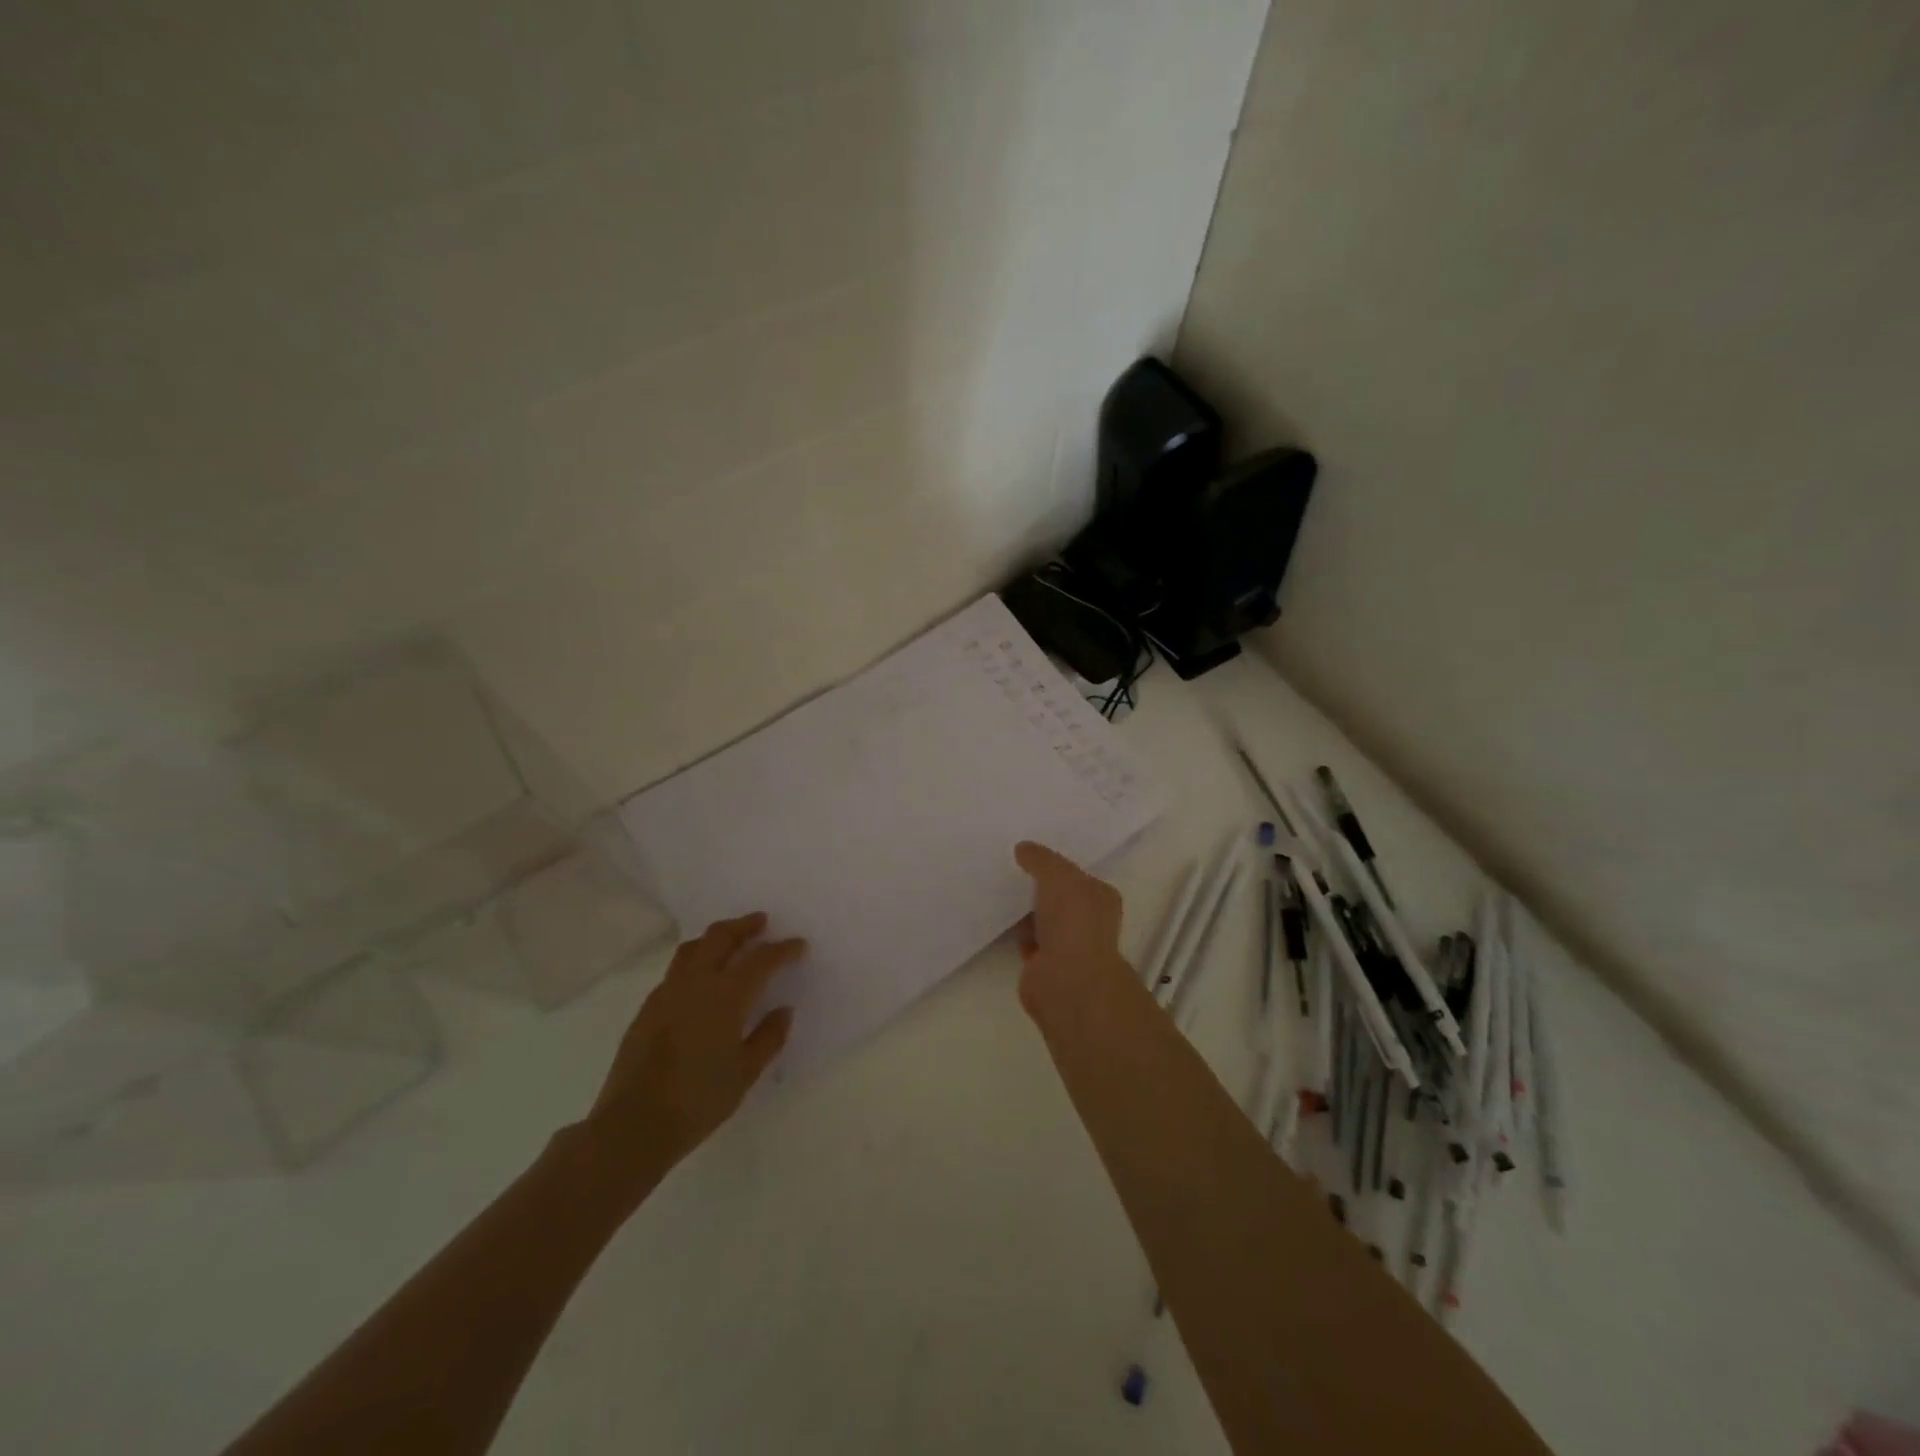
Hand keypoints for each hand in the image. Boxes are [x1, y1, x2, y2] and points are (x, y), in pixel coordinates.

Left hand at [582, 913, 802, 1184]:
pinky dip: (695, 960)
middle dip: (744, 926)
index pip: (761, 959)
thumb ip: (768, 1038)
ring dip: (716, 937)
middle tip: (761, 923)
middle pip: (721, 937)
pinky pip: (676, 970)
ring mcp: (667, 992)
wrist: (633, 1125)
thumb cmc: (698, 1100)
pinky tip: (701, 979)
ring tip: (730, 942)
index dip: (783, 949)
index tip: (798, 945)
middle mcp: (696, 982)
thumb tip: (783, 1011)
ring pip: (693, 947)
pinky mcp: (648, 1007)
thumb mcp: (745, 1073)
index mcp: (726, 995)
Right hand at [1012, 841, 1130, 1019]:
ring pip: (1042, 920)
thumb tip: (1023, 848)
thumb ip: (1041, 859)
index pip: (1078, 876)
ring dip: (1026, 911)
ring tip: (1001, 891)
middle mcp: (1088, 922)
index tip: (1030, 855)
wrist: (1066, 980)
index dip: (1056, 865)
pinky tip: (999, 920)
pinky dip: (1016, 933)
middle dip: (1039, 888)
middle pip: (1060, 898)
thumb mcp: (1057, 876)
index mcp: (1100, 898)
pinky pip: (1028, 940)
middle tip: (1010, 869)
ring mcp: (1067, 946)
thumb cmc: (1072, 922)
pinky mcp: (1045, 966)